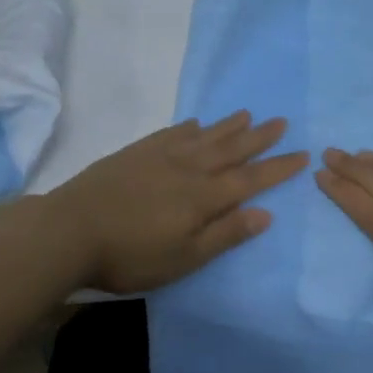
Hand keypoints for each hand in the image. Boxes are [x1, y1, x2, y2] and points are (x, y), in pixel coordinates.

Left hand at [48, 112, 308, 294]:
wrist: (70, 230)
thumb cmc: (130, 256)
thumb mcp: (183, 258)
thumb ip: (224, 235)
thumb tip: (265, 213)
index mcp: (202, 197)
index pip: (249, 179)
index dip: (277, 168)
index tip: (302, 155)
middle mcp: (187, 169)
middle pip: (230, 150)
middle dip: (258, 138)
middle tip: (281, 122)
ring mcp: (159, 157)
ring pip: (203, 137)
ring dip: (228, 126)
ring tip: (248, 114)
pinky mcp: (135, 153)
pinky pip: (171, 133)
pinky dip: (188, 127)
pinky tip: (195, 123)